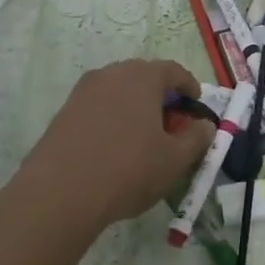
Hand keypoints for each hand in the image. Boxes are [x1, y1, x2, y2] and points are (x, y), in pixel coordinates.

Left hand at [15, 59, 214, 232]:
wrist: (59, 194)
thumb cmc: (127, 171)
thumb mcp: (174, 160)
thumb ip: (196, 138)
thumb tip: (205, 125)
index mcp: (142, 77)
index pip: (173, 70)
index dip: (188, 86)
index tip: (195, 104)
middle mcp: (112, 74)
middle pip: (143, 76)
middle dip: (160, 95)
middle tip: (170, 122)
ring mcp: (83, 92)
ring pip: (118, 90)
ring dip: (134, 105)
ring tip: (142, 136)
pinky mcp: (64, 112)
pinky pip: (97, 106)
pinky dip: (111, 117)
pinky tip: (113, 146)